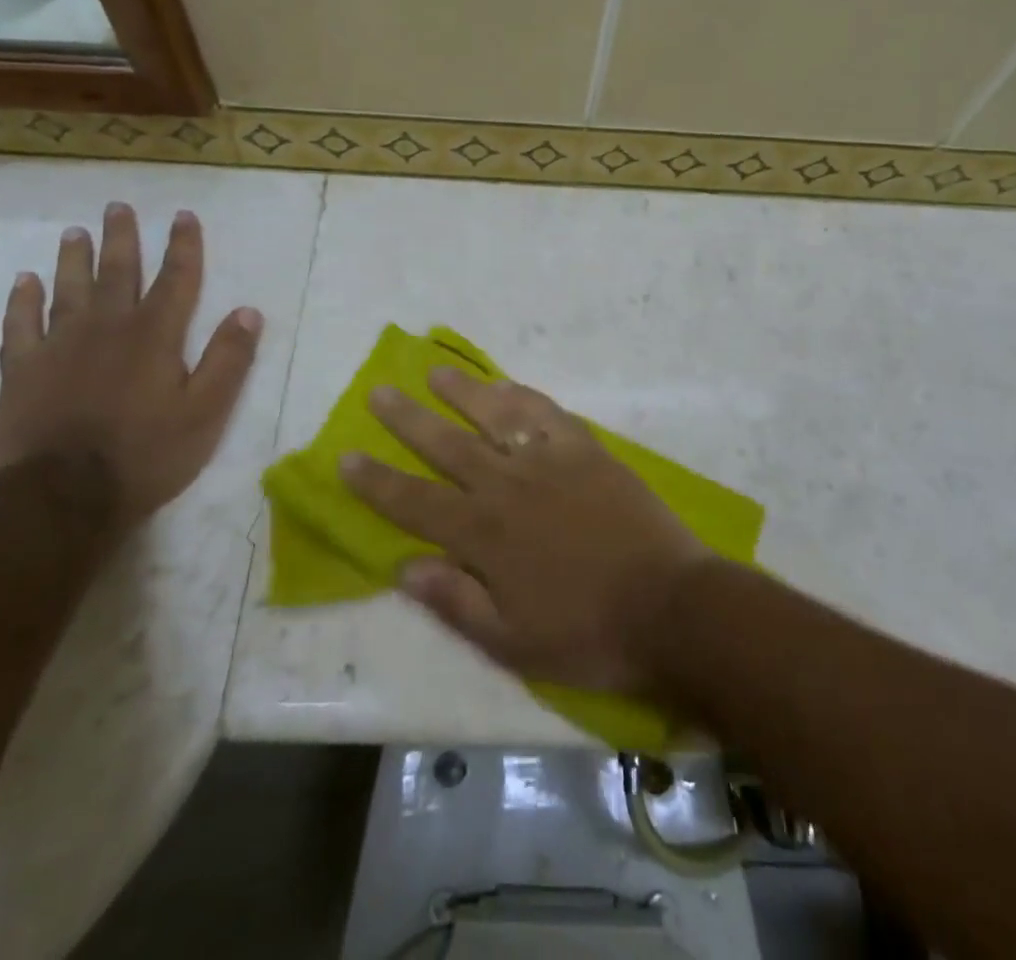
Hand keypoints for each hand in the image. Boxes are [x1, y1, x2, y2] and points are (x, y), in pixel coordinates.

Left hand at [0, 203, 262, 532]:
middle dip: (122, 238)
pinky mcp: (22, 370)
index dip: (183, 246)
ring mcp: (60, 346)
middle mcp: (108, 328)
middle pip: (118, 272)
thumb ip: (228, 359)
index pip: (176, 279)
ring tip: (75, 232)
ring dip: (74, 259)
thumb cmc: (146, 455)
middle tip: (117, 207)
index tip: (182, 215)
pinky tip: (24, 281)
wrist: (62, 497)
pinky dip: (22, 300)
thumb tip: (247, 311)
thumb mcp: (206, 412)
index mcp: (155, 336)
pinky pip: (20, 324)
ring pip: (68, 289)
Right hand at [339, 368, 710, 694]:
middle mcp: (507, 487)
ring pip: (494, 417)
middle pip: (446, 445)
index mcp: (484, 536)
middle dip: (407, 419)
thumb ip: (455, 602)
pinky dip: (522, 396)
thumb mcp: (512, 642)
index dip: (376, 480)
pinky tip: (505, 386)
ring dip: (461, 392)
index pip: (414, 502)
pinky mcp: (586, 450)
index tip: (346, 455)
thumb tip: (403, 567)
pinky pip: (547, 413)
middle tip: (379, 391)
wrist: (669, 606)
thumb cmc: (588, 634)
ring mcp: (549, 462)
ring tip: (434, 372)